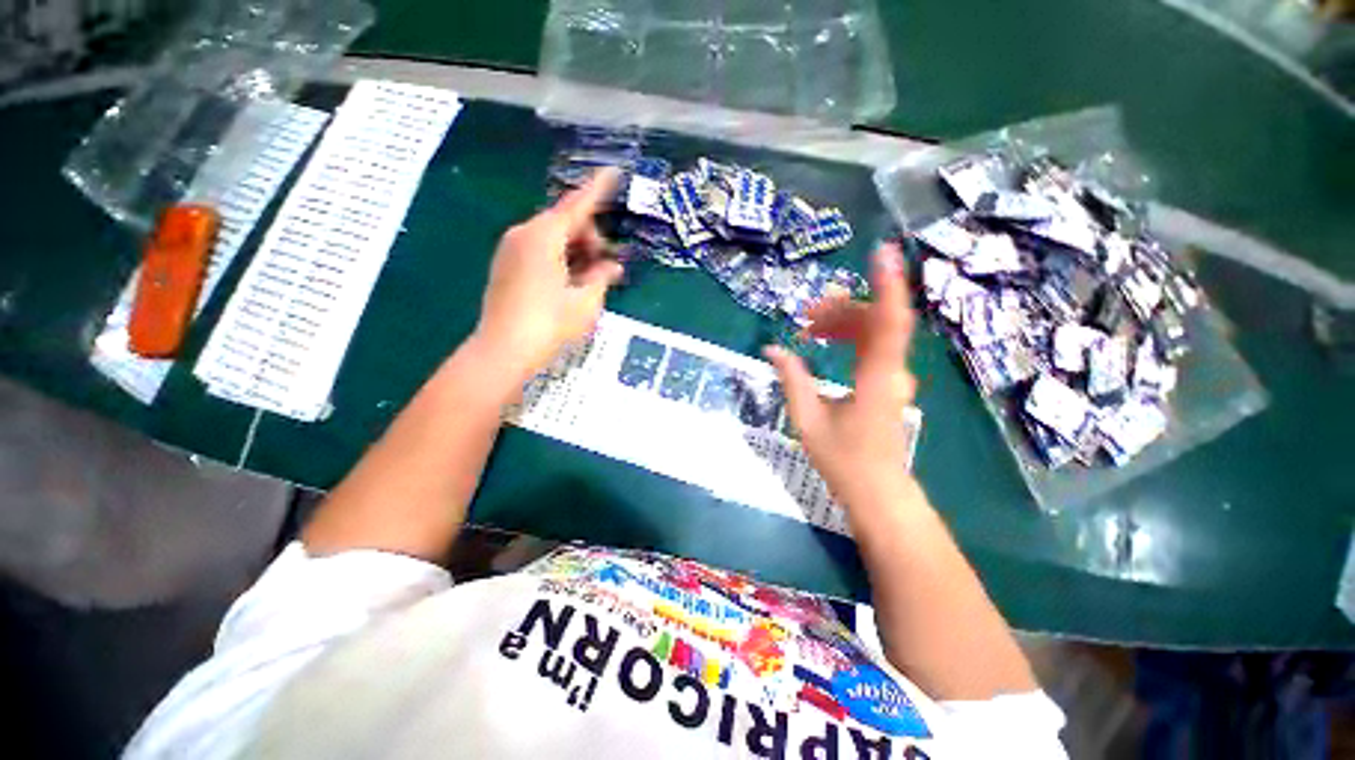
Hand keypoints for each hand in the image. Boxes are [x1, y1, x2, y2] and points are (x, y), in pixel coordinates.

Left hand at [472, 169, 624, 381]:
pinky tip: (572, 282)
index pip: (577, 205)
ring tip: (593, 278)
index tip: (614, 171)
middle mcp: (524, 235)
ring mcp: (511, 250)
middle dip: (591, 238)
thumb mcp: (585, 302)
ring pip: (553, 238)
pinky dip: (560, 258)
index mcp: (544, 237)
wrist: (502, 351)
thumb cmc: (549, 324)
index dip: (598, 189)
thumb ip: (601, 278)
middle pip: (565, 222)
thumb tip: (612, 267)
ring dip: (577, 250)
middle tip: (608, 267)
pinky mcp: (506, 266)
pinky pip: (540, 251)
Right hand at [764, 243, 917, 508]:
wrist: (877, 490)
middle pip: (875, 321)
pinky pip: (873, 344)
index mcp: (876, 379)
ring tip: (808, 328)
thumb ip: (792, 378)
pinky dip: (850, 335)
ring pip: (874, 331)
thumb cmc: (843, 459)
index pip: (889, 323)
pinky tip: (826, 339)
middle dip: (840, 308)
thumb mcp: (807, 418)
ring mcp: (895, 375)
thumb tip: (771, 349)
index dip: (887, 285)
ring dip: (842, 322)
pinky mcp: (889, 381)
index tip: (882, 252)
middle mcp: (893, 370)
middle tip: (804, 314)